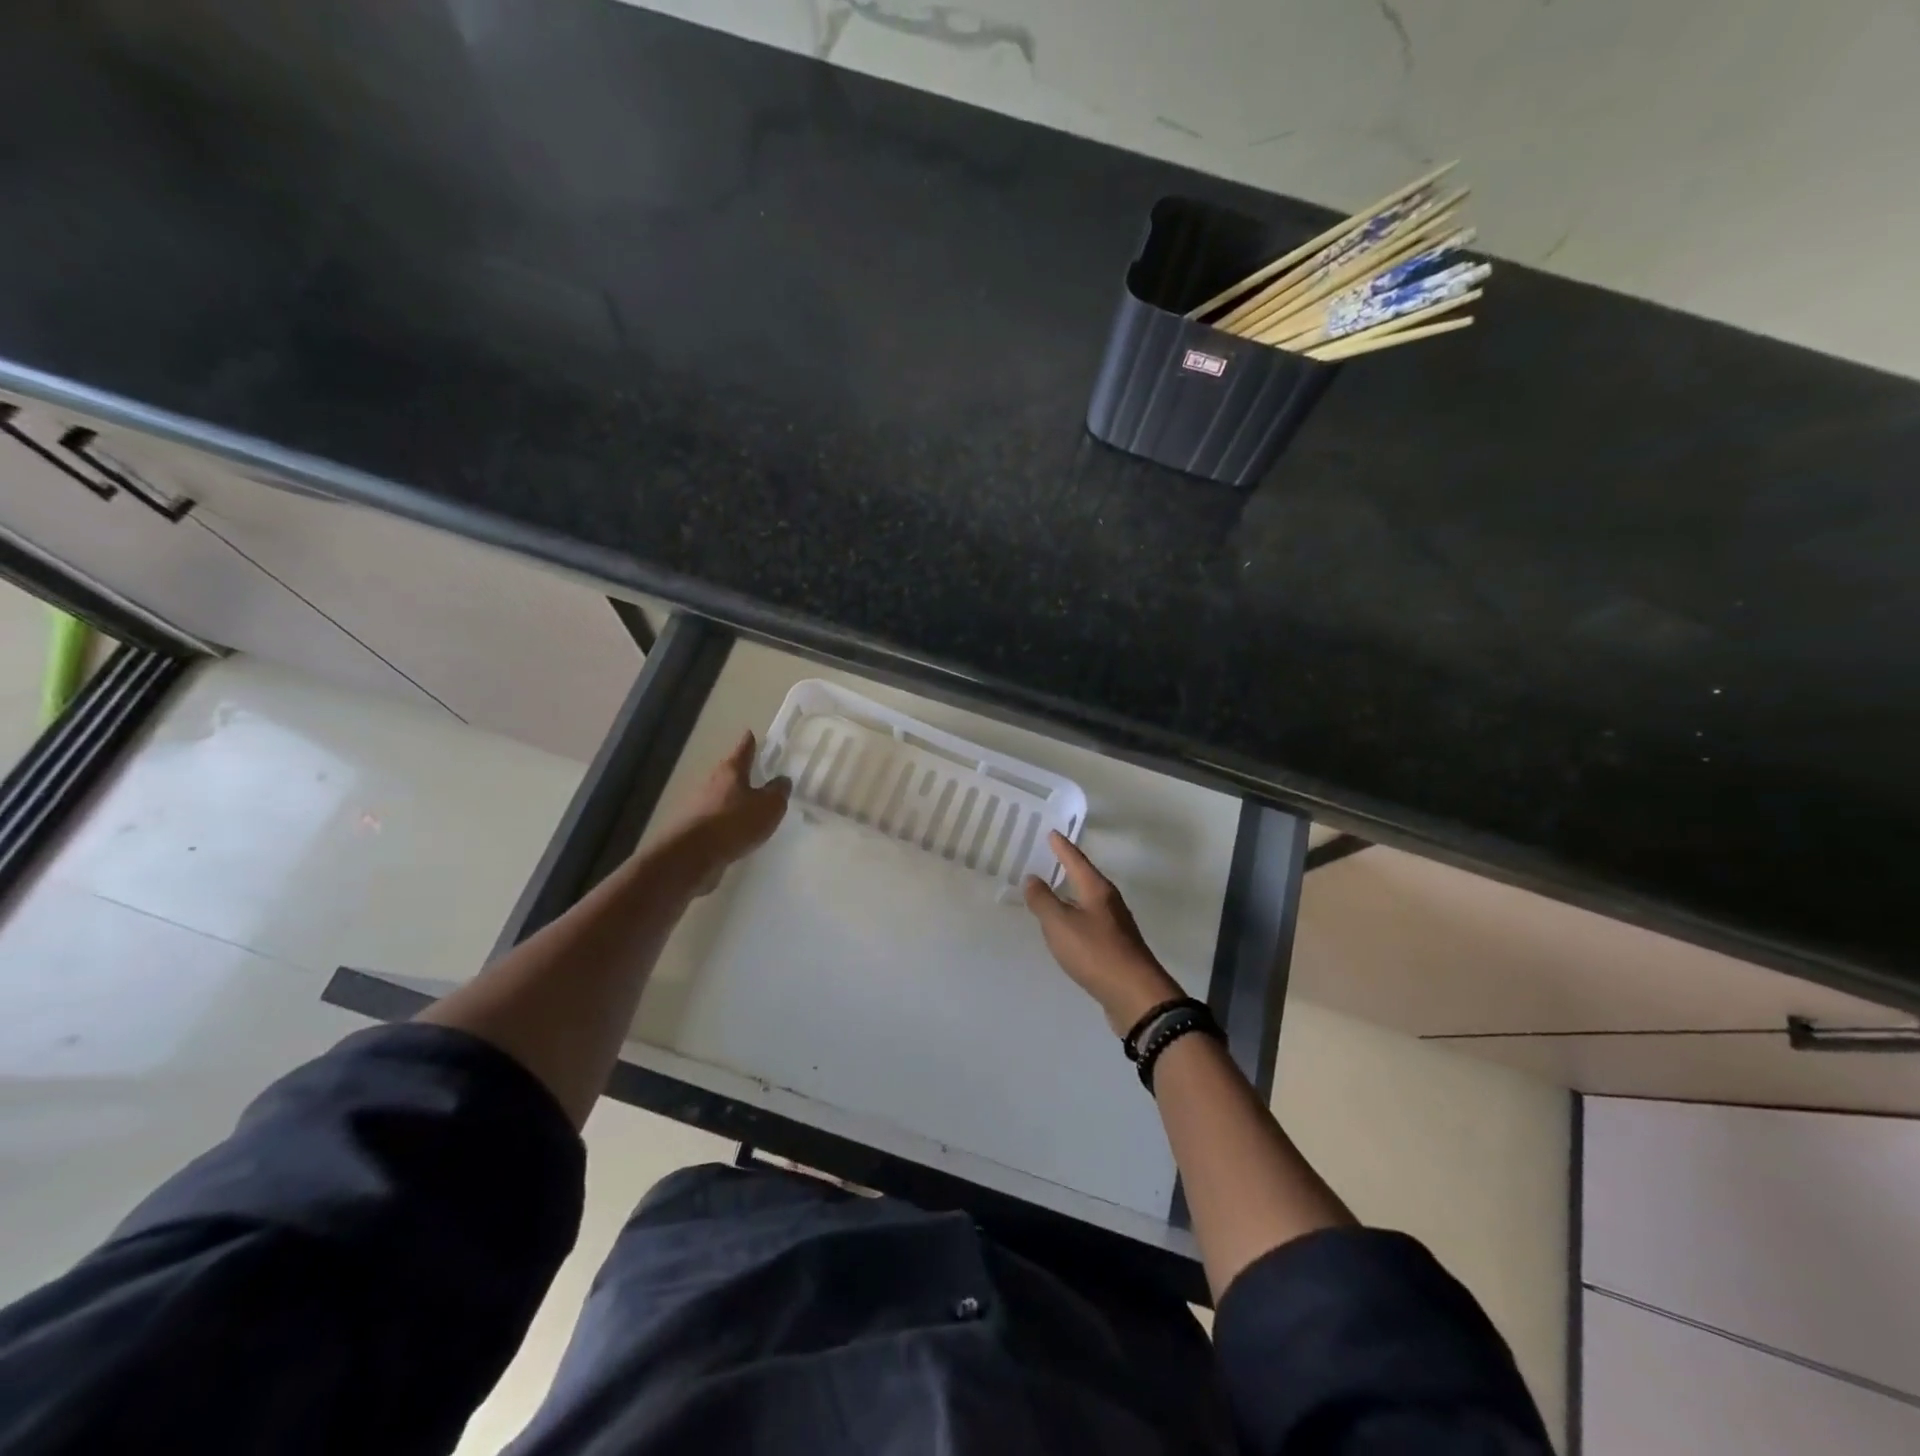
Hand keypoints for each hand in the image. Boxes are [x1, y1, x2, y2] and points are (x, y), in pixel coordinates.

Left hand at [666, 731, 790, 893]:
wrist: (691, 855)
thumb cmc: (734, 822)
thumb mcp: (769, 806)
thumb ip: (778, 792)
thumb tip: (782, 780)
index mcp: (731, 771)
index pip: (743, 750)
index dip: (749, 742)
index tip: (751, 733)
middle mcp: (712, 782)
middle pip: (729, 772)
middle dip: (742, 772)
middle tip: (757, 771)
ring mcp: (700, 805)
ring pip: (722, 796)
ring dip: (734, 798)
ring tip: (751, 805)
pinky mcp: (695, 828)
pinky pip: (717, 819)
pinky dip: (728, 821)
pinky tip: (738, 831)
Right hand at [1025, 832, 1182, 1035]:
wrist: (1134, 995)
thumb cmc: (1095, 952)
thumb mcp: (1060, 924)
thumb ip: (1043, 900)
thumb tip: (1032, 878)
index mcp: (1097, 890)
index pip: (1076, 861)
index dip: (1062, 847)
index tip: (1052, 833)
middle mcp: (1109, 902)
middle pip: (1086, 878)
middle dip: (1069, 868)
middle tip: (1051, 857)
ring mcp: (1116, 925)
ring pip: (1089, 901)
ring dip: (1072, 894)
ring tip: (1054, 891)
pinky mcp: (1117, 947)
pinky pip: (1091, 923)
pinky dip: (1076, 918)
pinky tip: (1068, 928)